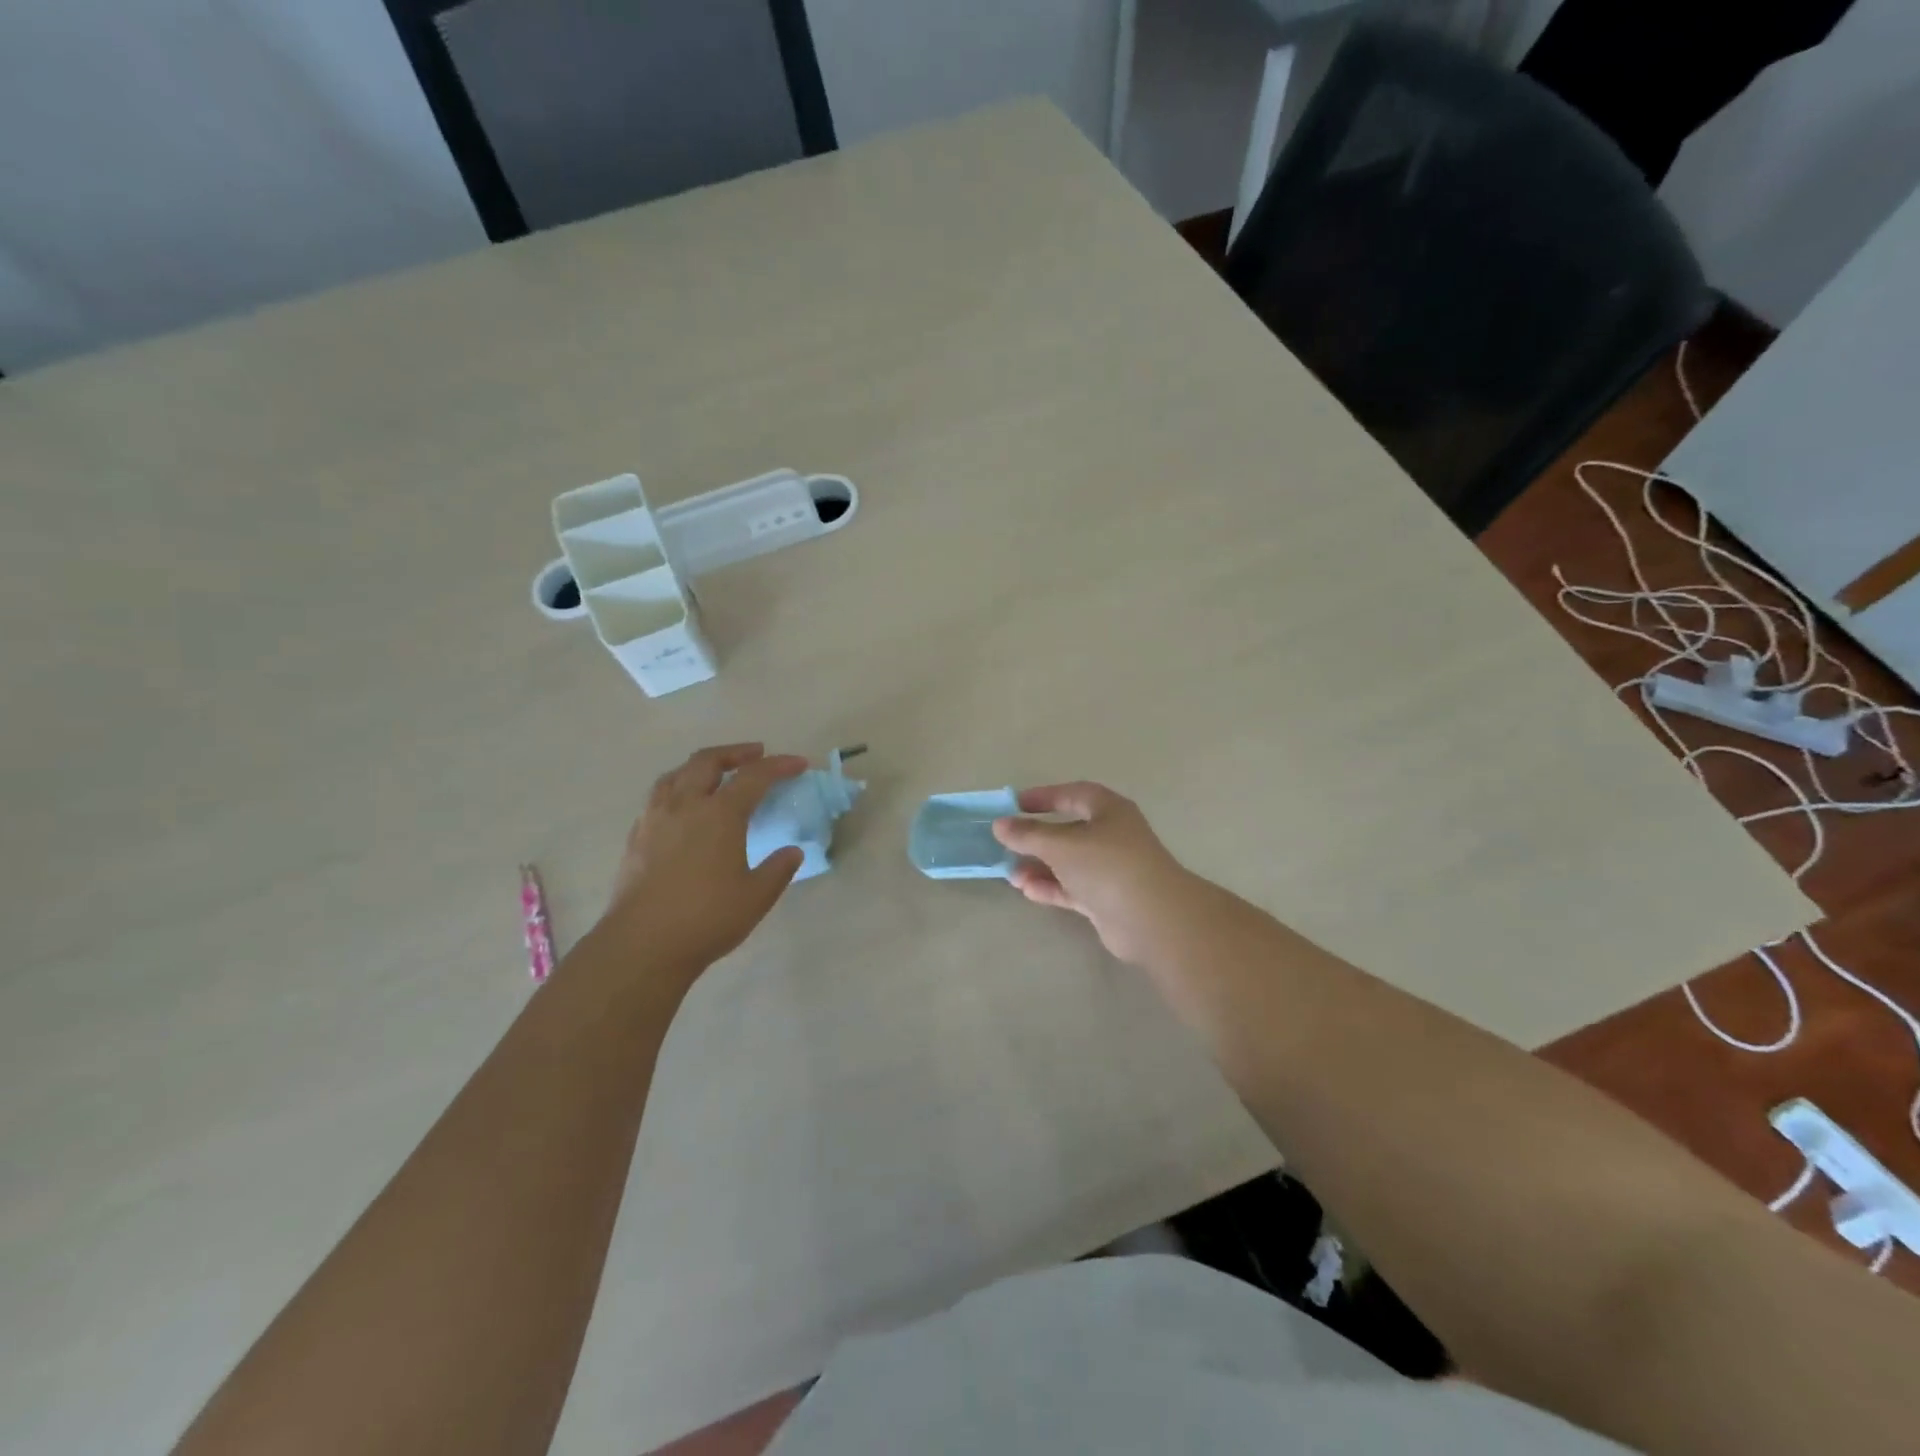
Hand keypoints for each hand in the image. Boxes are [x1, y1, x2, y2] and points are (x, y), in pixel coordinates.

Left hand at [600, 743, 807, 978]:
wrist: (642, 944)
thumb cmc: (706, 918)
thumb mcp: (756, 897)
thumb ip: (778, 869)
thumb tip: (792, 851)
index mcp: (720, 815)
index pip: (754, 777)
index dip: (779, 766)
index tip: (799, 764)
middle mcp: (685, 806)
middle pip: (707, 762)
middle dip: (735, 753)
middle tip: (755, 754)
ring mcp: (655, 819)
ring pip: (676, 774)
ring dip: (700, 766)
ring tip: (715, 773)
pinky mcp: (636, 837)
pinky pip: (658, 797)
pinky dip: (677, 788)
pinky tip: (682, 807)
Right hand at [992, 782, 1199, 965]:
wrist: (1152, 919)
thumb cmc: (1107, 866)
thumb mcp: (1061, 844)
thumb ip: (1029, 834)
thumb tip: (1001, 824)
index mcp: (1109, 811)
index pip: (1073, 794)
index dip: (1044, 797)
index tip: (1015, 805)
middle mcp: (1112, 836)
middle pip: (1069, 831)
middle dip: (1037, 838)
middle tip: (1007, 844)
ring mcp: (1111, 870)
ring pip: (1069, 863)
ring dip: (1040, 867)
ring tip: (1010, 874)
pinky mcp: (1107, 900)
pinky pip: (1073, 888)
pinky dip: (1051, 888)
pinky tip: (1028, 891)